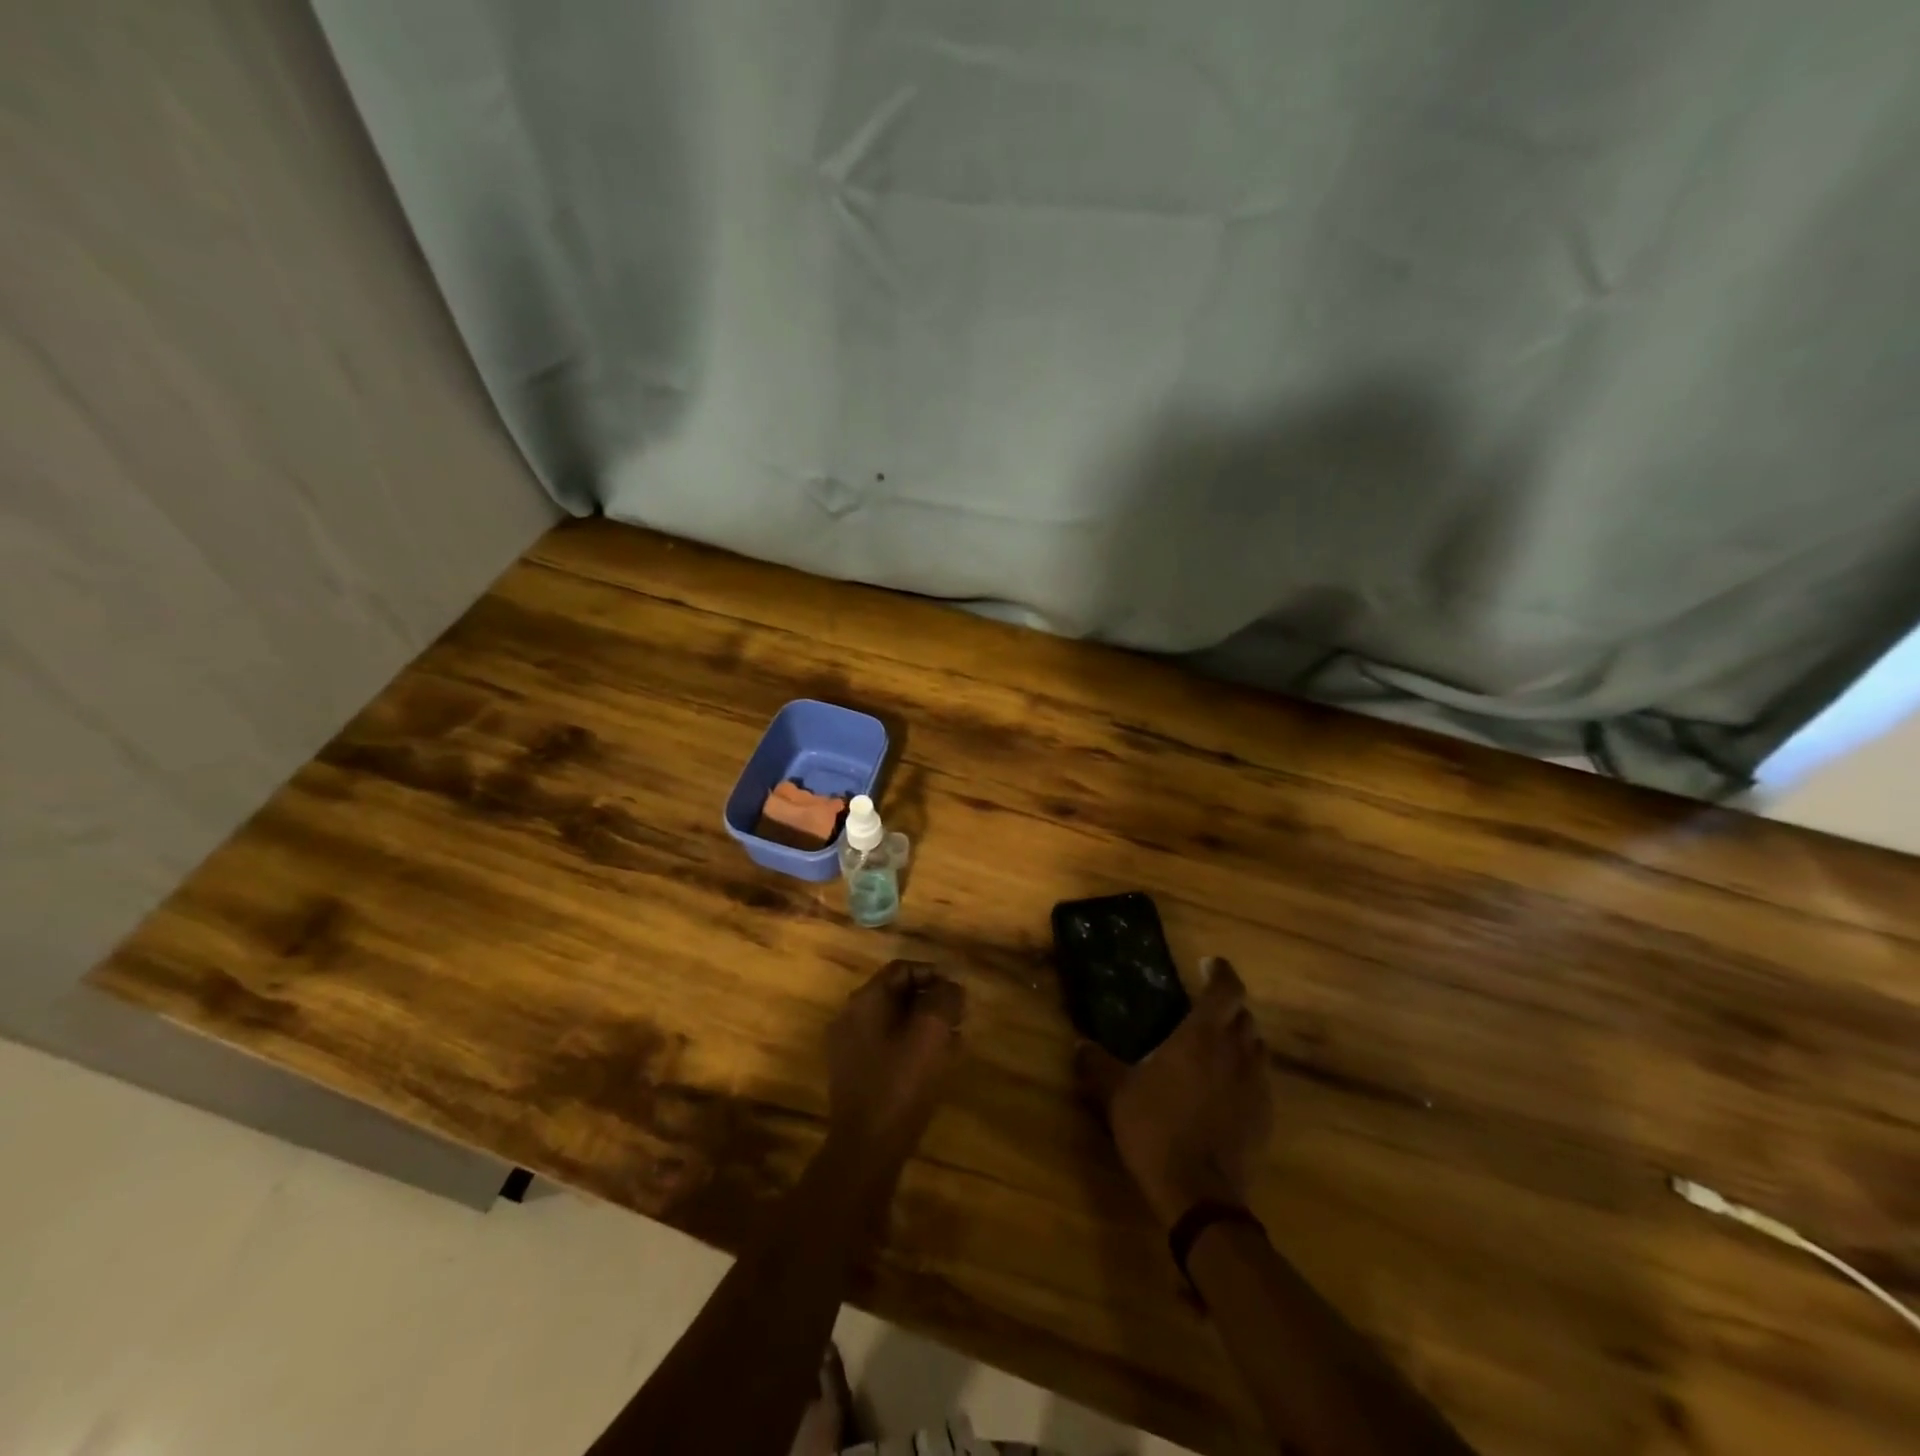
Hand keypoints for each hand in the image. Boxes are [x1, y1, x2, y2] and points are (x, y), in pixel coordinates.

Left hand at [825, 960, 965, 1170]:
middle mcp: (850, 1018)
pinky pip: (887, 1048)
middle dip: (930, 1001)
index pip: (901, 969)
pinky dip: (912, 1048)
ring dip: (924, 1026)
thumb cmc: (900, 1084)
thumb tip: (951, 987)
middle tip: (959, 1016)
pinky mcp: (855, 1077)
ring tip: (954, 1041)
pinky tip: (937, 1065)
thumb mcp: (931, 1034)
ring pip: (893, 1024)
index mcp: (864, 1001)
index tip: (958, 992)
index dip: (933, 973)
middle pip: (896, 995)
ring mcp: (849, 1049)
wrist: (867, 1150)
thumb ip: (944, 1000)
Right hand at [1077, 957, 1273, 1228]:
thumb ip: (1098, 1063)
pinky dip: (1246, 1073)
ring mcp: (1256, 1085)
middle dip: (1228, 1007)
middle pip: (1244, 1016)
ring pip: (1257, 1047)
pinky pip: (1260, 1081)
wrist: (1199, 1194)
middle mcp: (1236, 1052)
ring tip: (1216, 1047)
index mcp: (1202, 1036)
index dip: (1220, 971)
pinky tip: (1225, 1088)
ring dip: (1240, 1039)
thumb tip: (1079, 1044)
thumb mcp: (1116, 1093)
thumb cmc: (1156, 1128)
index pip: (1226, 989)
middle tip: (1204, 1010)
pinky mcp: (1265, 1117)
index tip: (1206, 964)